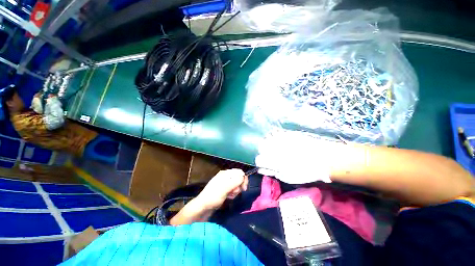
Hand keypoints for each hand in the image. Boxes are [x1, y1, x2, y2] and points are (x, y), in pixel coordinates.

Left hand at [196, 169, 247, 209]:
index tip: (244, 188)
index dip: (243, 179)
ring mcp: (225, 182)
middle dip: (239, 186)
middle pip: (239, 178)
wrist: (203, 206)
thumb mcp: (224, 189)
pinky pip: (233, 188)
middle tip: (235, 192)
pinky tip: (229, 197)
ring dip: (236, 190)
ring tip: (230, 195)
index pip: (239, 172)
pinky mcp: (225, 188)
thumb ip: (234, 182)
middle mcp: (226, 176)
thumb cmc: (213, 196)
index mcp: (225, 173)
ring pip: (237, 184)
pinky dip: (233, 193)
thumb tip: (243, 176)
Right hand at [255, 131, 334, 183]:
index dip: (261, 162)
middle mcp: (273, 148)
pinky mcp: (285, 133)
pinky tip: (281, 141)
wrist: (322, 157)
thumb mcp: (287, 177)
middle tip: (272, 155)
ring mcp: (279, 138)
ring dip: (268, 143)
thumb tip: (260, 169)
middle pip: (260, 147)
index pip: (258, 159)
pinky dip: (274, 137)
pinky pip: (274, 133)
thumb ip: (272, 172)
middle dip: (263, 151)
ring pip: (266, 139)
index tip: (266, 164)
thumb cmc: (305, 171)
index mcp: (273, 161)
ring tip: (276, 147)